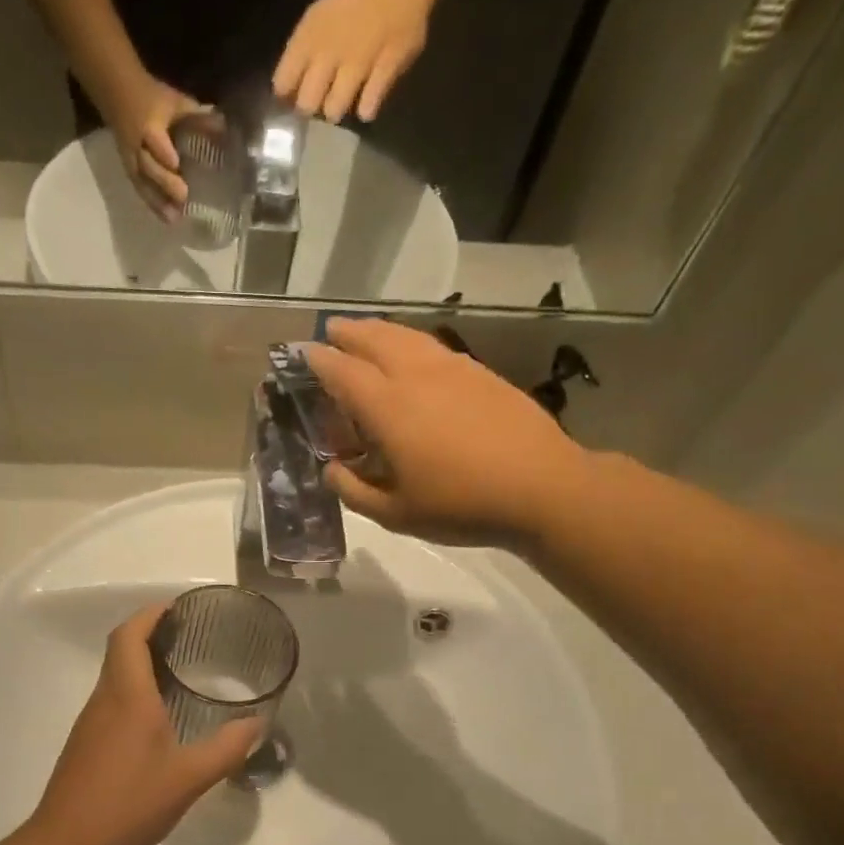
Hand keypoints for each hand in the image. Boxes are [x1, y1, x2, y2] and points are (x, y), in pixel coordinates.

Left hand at [29, 603, 262, 844]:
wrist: (68, 843)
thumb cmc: (129, 801)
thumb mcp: (189, 778)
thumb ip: (226, 748)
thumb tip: (257, 723)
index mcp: (127, 695)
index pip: (129, 636)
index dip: (150, 614)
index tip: (177, 608)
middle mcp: (104, 699)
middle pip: (119, 649)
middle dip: (149, 633)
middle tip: (188, 637)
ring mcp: (90, 721)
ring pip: (114, 675)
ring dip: (140, 662)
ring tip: (179, 670)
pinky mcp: (85, 742)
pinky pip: (111, 699)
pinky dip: (133, 689)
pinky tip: (157, 716)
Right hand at [102, 74, 208, 223]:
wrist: (116, 93)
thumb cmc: (151, 97)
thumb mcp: (174, 101)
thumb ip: (196, 116)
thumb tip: (224, 127)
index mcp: (148, 124)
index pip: (154, 139)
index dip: (163, 151)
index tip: (176, 164)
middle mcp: (137, 145)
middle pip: (148, 166)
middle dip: (164, 181)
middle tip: (183, 196)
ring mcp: (131, 160)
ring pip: (142, 182)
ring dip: (158, 201)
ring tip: (174, 218)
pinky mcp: (130, 170)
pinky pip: (140, 188)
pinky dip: (153, 203)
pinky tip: (166, 218)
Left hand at [273, 0, 428, 122]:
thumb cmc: (352, 6)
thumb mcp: (317, 21)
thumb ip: (299, 56)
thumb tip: (286, 94)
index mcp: (308, 37)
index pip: (283, 83)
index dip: (286, 95)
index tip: (293, 97)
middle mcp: (328, 53)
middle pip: (307, 104)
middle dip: (311, 108)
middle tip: (321, 100)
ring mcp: (357, 64)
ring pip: (333, 110)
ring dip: (336, 109)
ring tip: (344, 98)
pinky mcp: (384, 72)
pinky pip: (367, 105)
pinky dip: (366, 107)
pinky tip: (367, 102)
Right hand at [304, 318, 587, 546]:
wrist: (541, 487)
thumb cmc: (461, 505)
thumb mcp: (395, 514)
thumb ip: (354, 491)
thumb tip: (332, 470)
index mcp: (388, 408)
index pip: (343, 372)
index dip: (319, 360)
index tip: (302, 352)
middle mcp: (416, 376)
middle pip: (374, 340)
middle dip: (348, 333)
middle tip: (332, 331)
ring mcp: (452, 369)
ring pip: (407, 336)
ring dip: (380, 330)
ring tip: (366, 332)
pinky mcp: (480, 372)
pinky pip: (434, 346)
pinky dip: (411, 341)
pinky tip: (414, 353)